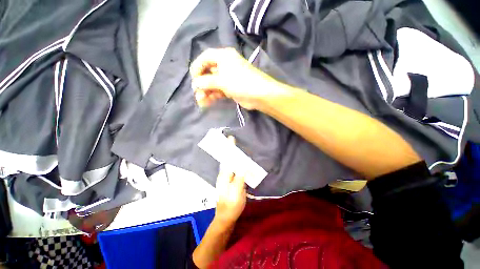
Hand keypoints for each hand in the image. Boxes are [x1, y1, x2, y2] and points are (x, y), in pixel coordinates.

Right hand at [190, 47, 278, 109]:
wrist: (259, 95)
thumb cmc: (240, 82)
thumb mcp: (221, 80)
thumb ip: (206, 82)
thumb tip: (195, 84)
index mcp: (223, 56)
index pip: (205, 58)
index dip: (197, 67)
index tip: (193, 79)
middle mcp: (226, 65)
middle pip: (208, 72)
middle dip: (201, 83)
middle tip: (197, 93)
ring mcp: (229, 78)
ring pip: (213, 83)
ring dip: (206, 91)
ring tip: (200, 100)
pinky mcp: (231, 89)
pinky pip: (219, 91)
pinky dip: (213, 96)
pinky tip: (207, 102)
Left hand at [214, 136, 246, 225]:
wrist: (226, 217)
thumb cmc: (231, 205)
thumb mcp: (237, 192)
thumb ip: (240, 177)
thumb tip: (243, 164)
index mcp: (224, 176)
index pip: (227, 158)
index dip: (229, 148)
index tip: (231, 139)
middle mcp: (223, 175)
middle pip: (227, 159)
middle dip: (229, 149)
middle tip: (233, 141)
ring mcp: (226, 178)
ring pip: (229, 163)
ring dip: (232, 155)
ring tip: (236, 148)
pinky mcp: (229, 182)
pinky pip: (232, 168)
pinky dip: (235, 162)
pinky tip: (239, 161)